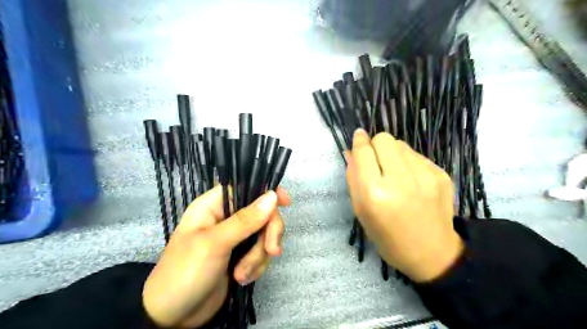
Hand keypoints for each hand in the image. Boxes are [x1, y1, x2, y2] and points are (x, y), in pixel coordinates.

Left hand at [141, 186, 287, 326]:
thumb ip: (244, 220)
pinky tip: (242, 279)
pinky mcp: (241, 255)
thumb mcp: (214, 244)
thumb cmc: (185, 273)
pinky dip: (257, 266)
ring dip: (259, 256)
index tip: (286, 202)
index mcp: (213, 206)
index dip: (267, 191)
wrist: (174, 318)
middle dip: (268, 233)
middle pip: (262, 213)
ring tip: (241, 274)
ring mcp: (235, 237)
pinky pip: (261, 252)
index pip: (245, 187)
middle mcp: (226, 218)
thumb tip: (272, 196)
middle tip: (270, 250)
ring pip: (264, 234)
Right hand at [345, 128, 462, 282]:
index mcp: (375, 193)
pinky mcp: (441, 174)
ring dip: (393, 154)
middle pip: (384, 139)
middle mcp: (400, 179)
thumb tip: (351, 150)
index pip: (364, 151)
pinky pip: (417, 155)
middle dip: (376, 145)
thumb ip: (353, 178)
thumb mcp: (361, 211)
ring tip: (395, 174)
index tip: (358, 137)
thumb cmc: (387, 237)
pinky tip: (411, 181)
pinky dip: (408, 163)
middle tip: (376, 161)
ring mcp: (425, 175)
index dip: (359, 141)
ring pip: (401, 144)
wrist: (431, 253)